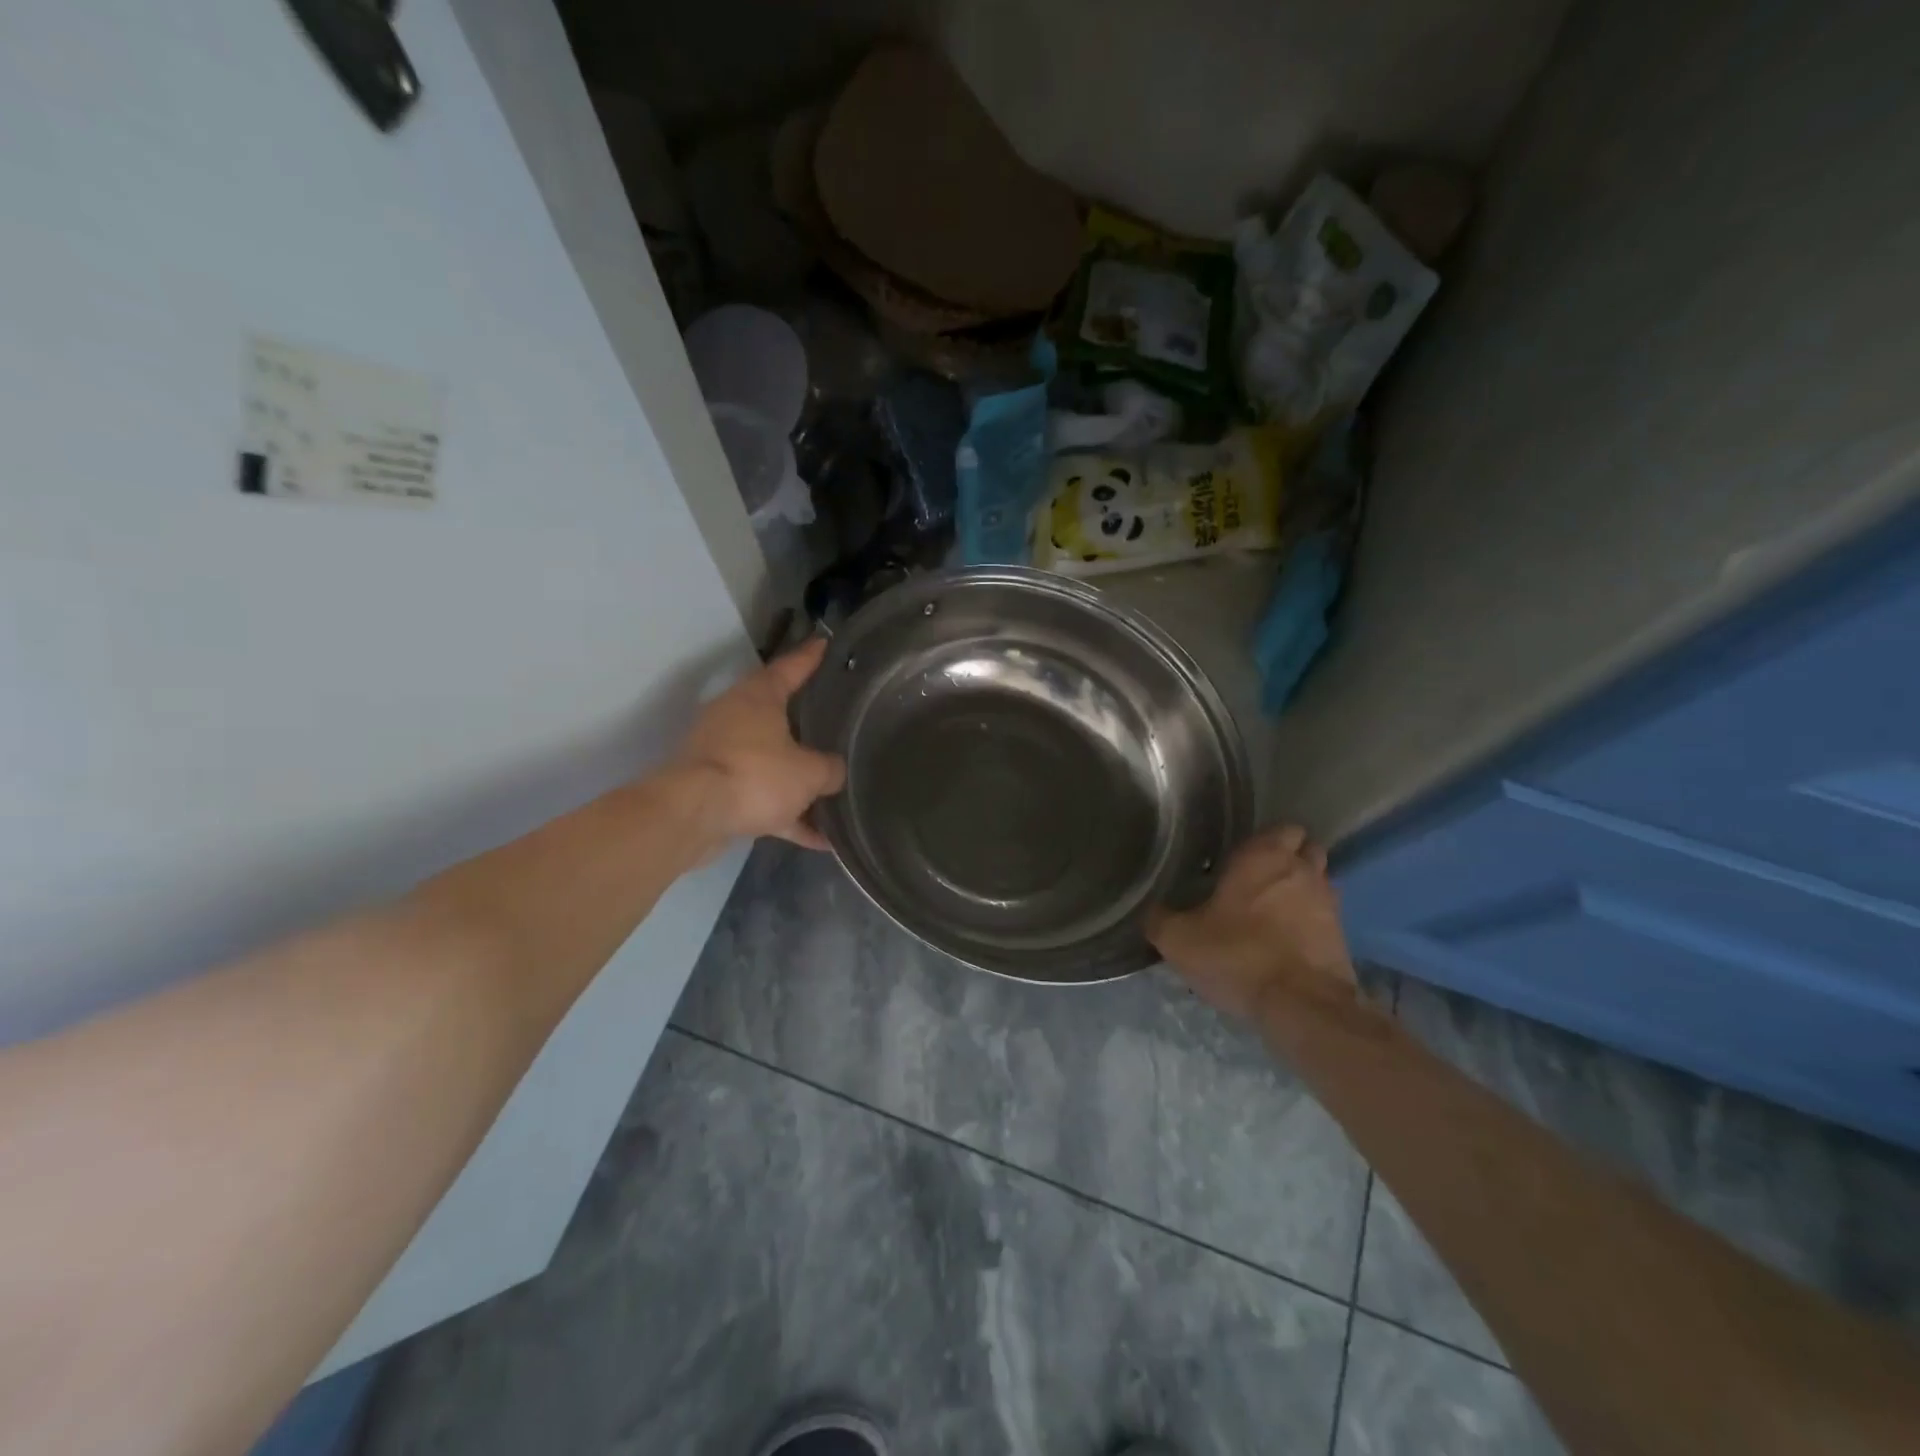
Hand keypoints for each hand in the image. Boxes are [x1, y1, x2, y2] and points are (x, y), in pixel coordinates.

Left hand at [672, 637, 846, 850]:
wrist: (692, 816)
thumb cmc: (756, 775)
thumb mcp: (809, 772)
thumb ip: (830, 770)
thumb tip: (836, 772)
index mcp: (758, 697)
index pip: (790, 667)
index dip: (810, 657)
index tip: (825, 643)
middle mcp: (736, 718)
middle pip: (777, 714)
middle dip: (805, 721)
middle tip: (834, 718)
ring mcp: (722, 754)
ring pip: (770, 761)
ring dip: (798, 779)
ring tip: (834, 790)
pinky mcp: (716, 790)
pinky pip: (762, 798)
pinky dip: (788, 815)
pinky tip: (819, 839)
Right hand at [1147, 825, 1354, 1019]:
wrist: (1301, 1006)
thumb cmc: (1237, 956)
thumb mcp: (1179, 939)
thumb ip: (1160, 918)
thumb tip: (1152, 910)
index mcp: (1264, 856)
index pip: (1281, 827)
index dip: (1265, 839)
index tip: (1240, 858)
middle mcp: (1302, 870)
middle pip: (1306, 849)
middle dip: (1289, 859)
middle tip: (1257, 880)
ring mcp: (1329, 903)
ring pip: (1319, 882)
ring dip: (1301, 890)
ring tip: (1272, 912)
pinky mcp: (1342, 937)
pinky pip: (1324, 917)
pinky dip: (1310, 922)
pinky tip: (1287, 941)